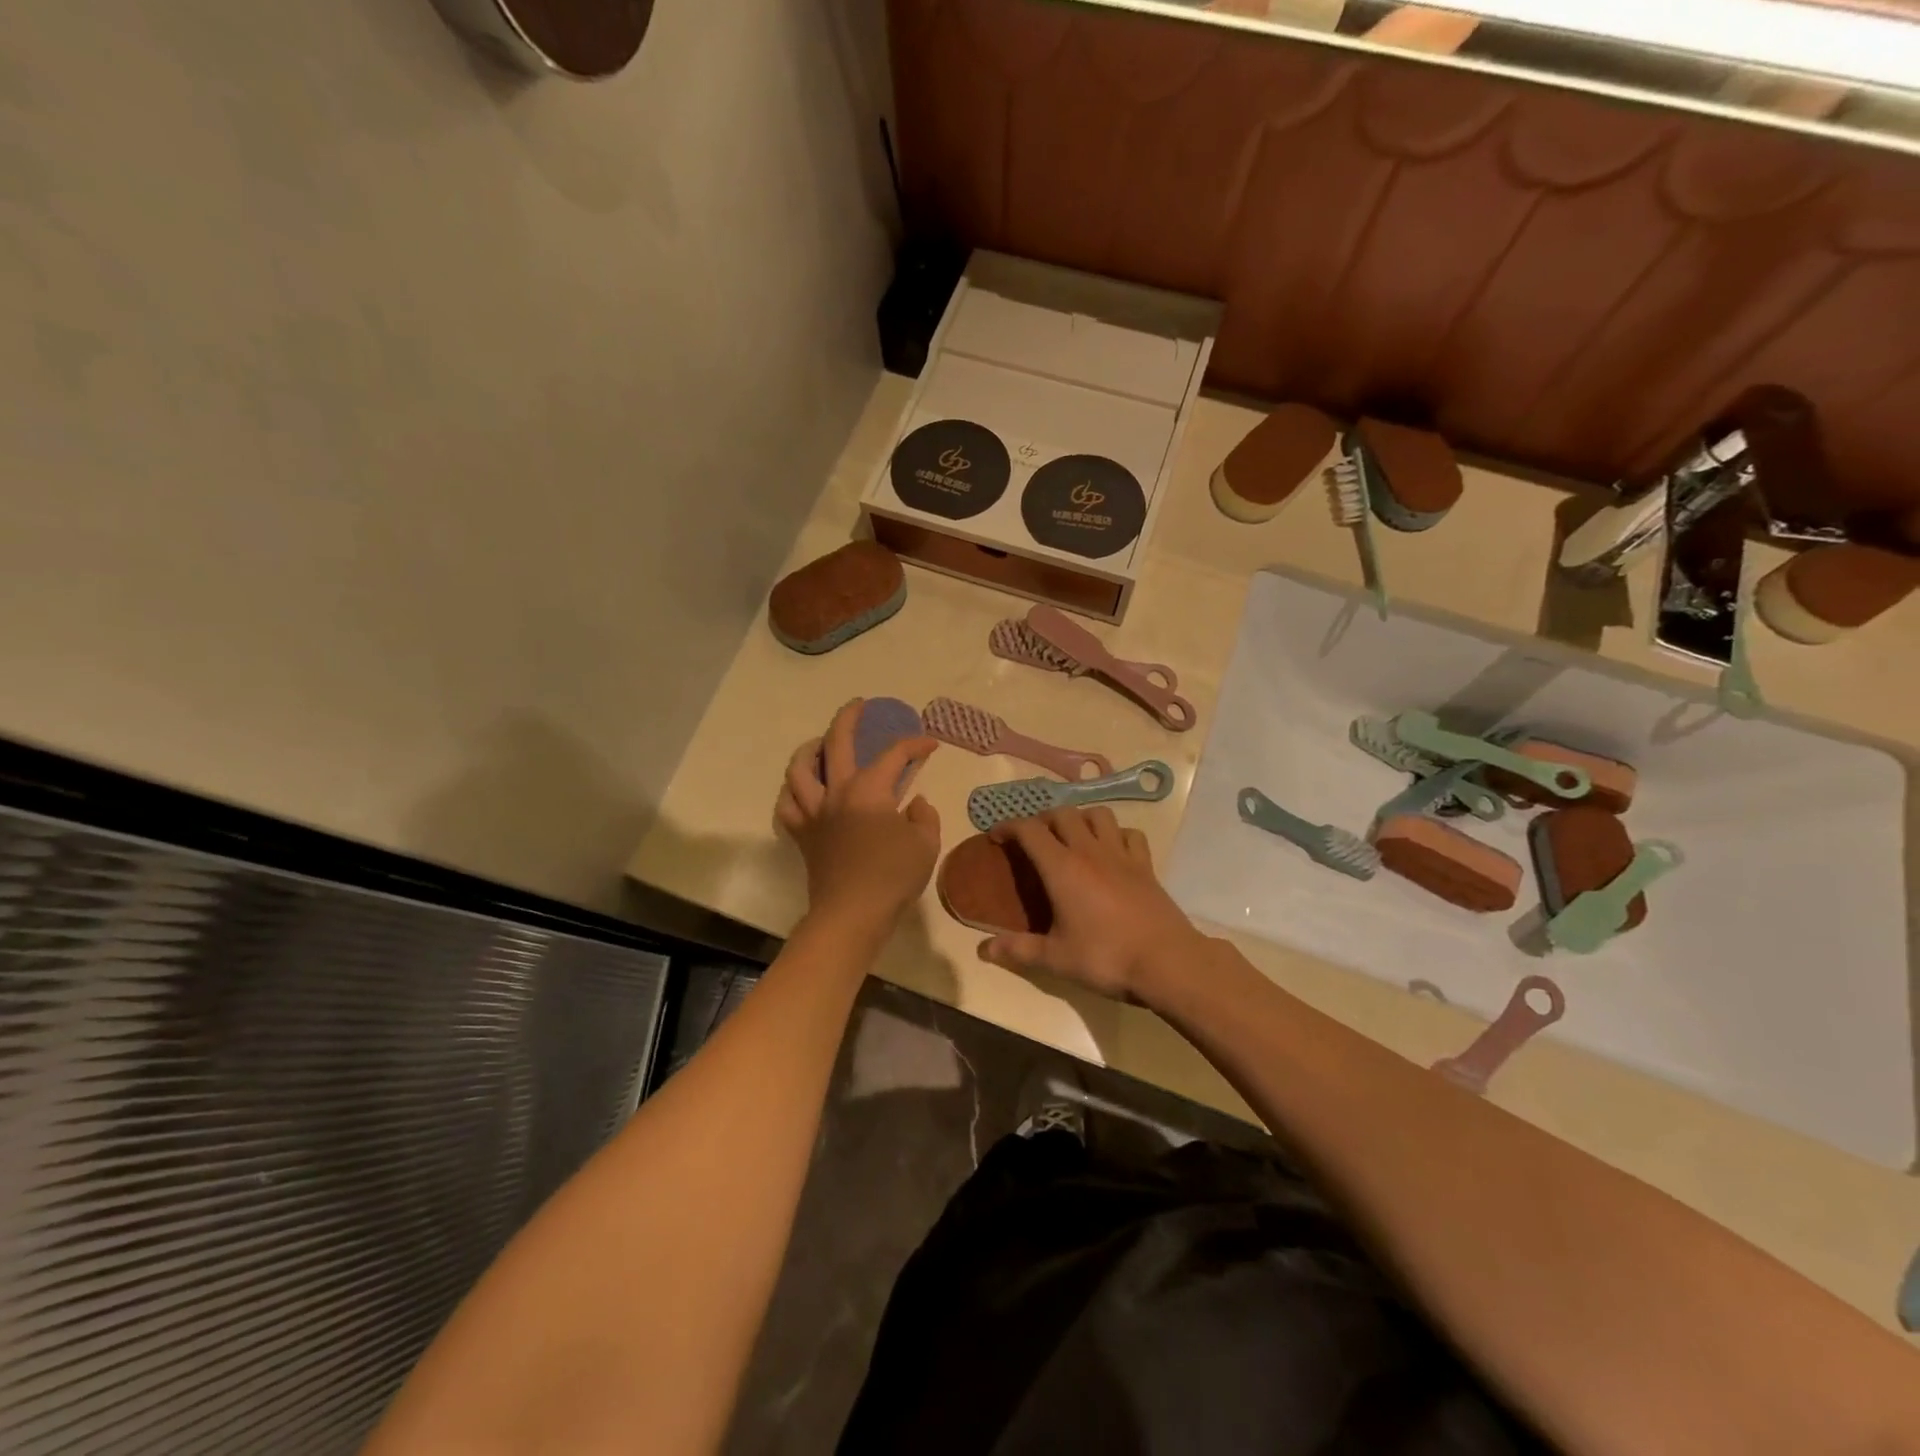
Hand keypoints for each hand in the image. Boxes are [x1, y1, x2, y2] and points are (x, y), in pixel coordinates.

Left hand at [776, 700, 940, 932]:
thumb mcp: (925, 844)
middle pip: (836, 742)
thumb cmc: (892, 877)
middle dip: (849, 717)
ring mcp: (814, 813)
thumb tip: (915, 804)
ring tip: (820, 744)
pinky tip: (802, 789)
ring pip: (799, 769)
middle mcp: (837, 792)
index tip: (930, 744)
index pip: (894, 755)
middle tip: (860, 706)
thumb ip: (924, 817)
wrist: (852, 914)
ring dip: (810, 749)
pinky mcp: (802, 835)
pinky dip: (792, 792)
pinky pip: (786, 806)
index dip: (915, 744)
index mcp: (869, 790)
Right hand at [977, 808, 1207, 1003]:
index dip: (1009, 827)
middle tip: (1033, 839)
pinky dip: (1116, 834)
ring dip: (1080, 818)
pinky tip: (1112, 851)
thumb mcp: (1055, 958)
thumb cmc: (1105, 957)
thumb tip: (983, 949)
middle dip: (1043, 819)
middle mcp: (1090, 851)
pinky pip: (1130, 834)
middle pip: (1063, 813)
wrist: (1167, 962)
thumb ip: (1018, 949)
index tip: (996, 836)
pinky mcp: (1146, 866)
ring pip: (1098, 815)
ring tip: (1072, 837)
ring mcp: (1122, 855)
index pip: (1030, 830)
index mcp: (1062, 868)